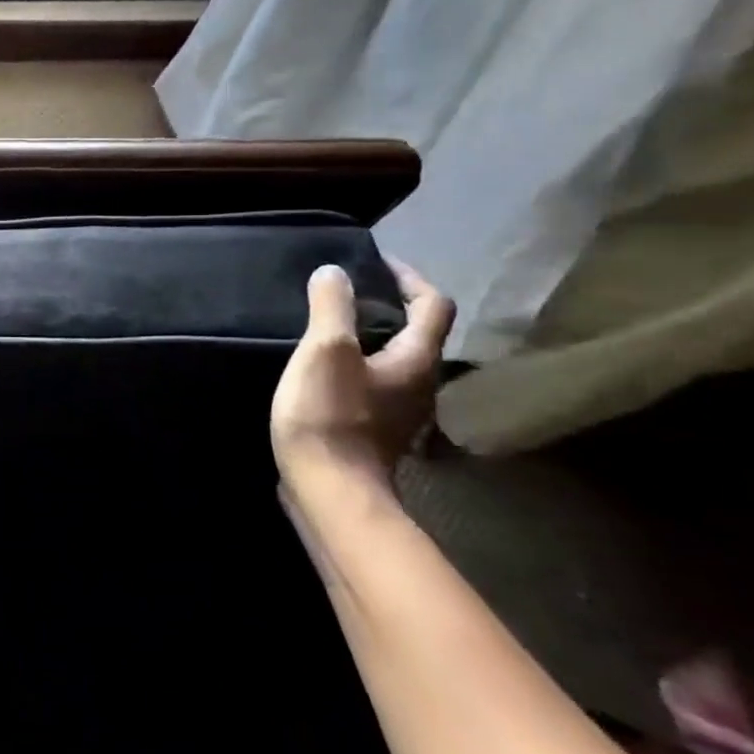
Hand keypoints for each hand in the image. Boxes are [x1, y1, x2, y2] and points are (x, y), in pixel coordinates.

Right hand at [271, 260, 454, 493]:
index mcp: (417, 361)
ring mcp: (398, 414)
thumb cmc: (330, 417)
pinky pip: (371, 386)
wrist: (328, 491)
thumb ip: (332, 307)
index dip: (409, 277)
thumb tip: (335, 272)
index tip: (376, 262)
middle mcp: (419, 385)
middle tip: (344, 292)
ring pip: (393, 362)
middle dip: (387, 307)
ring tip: (327, 327)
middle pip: (416, 334)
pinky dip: (354, 367)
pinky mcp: (373, 432)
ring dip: (369, 339)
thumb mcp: (325, 352)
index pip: (433, 305)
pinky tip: (320, 371)